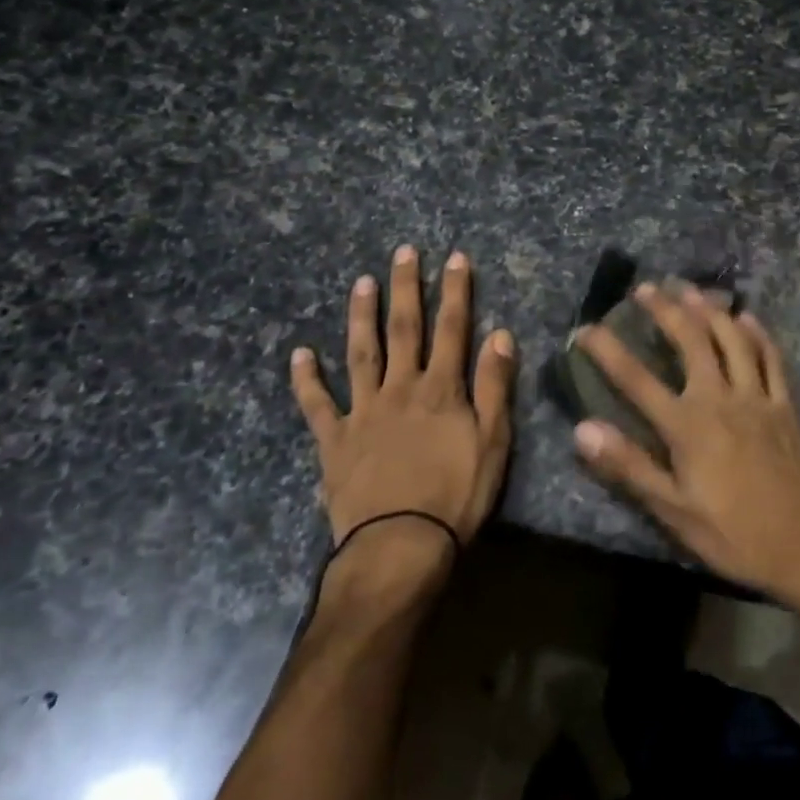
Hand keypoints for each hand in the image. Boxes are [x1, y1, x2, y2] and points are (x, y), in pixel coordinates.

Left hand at [292, 247, 516, 555]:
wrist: (400, 547)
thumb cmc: (456, 495)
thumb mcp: (494, 441)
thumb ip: (495, 386)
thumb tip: (500, 334)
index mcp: (441, 388)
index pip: (452, 328)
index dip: (455, 291)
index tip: (455, 257)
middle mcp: (400, 388)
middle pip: (404, 329)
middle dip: (406, 288)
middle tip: (403, 252)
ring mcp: (363, 411)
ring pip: (360, 354)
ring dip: (361, 316)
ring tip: (361, 282)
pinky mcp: (334, 440)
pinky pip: (317, 405)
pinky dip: (306, 379)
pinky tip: (299, 354)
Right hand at [574, 284, 799, 608]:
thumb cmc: (734, 534)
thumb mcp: (674, 512)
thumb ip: (629, 466)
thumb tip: (582, 429)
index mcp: (687, 426)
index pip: (636, 379)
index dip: (608, 350)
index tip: (586, 328)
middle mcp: (720, 398)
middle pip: (690, 340)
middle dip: (666, 309)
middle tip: (646, 288)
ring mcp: (757, 397)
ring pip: (732, 338)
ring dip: (709, 310)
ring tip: (690, 290)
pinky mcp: (785, 405)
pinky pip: (772, 357)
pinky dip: (758, 333)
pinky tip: (747, 317)